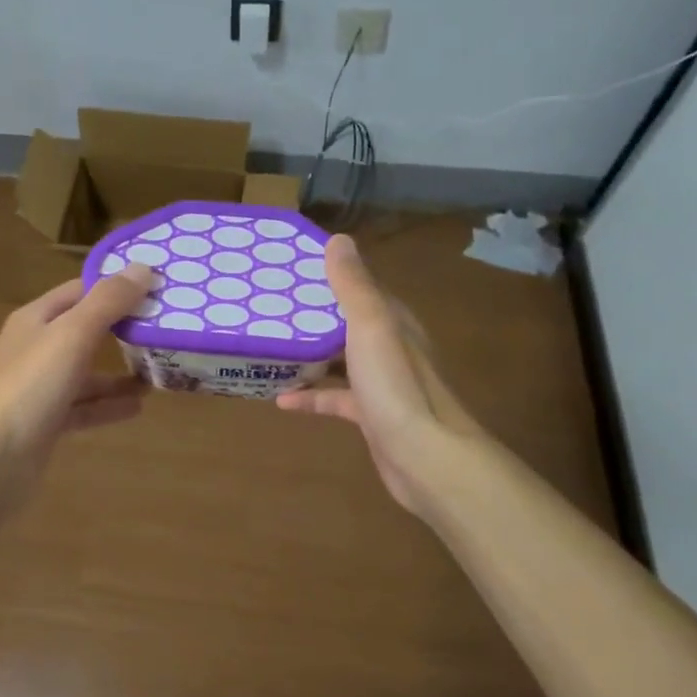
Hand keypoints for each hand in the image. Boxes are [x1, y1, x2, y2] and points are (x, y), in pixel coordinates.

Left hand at [0, 264, 153, 493]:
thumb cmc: (29, 388)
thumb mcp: (72, 336)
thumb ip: (108, 302)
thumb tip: (143, 267)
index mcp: (36, 319)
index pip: (81, 290)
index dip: (116, 286)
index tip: (158, 287)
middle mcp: (35, 348)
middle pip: (85, 330)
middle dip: (123, 328)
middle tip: (166, 328)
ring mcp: (39, 388)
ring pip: (86, 372)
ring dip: (119, 372)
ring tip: (159, 371)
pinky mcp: (45, 422)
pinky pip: (83, 407)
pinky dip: (108, 405)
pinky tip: (138, 407)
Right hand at [276, 235, 485, 514]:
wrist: (425, 457)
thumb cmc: (395, 385)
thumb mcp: (370, 326)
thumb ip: (353, 286)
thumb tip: (338, 239)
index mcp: (393, 320)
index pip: (361, 287)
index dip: (330, 275)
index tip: (291, 268)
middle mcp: (390, 346)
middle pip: (347, 322)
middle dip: (313, 315)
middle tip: (270, 306)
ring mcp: (381, 383)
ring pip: (340, 360)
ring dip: (310, 355)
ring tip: (271, 347)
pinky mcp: (371, 415)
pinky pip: (336, 398)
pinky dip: (311, 396)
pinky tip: (281, 400)